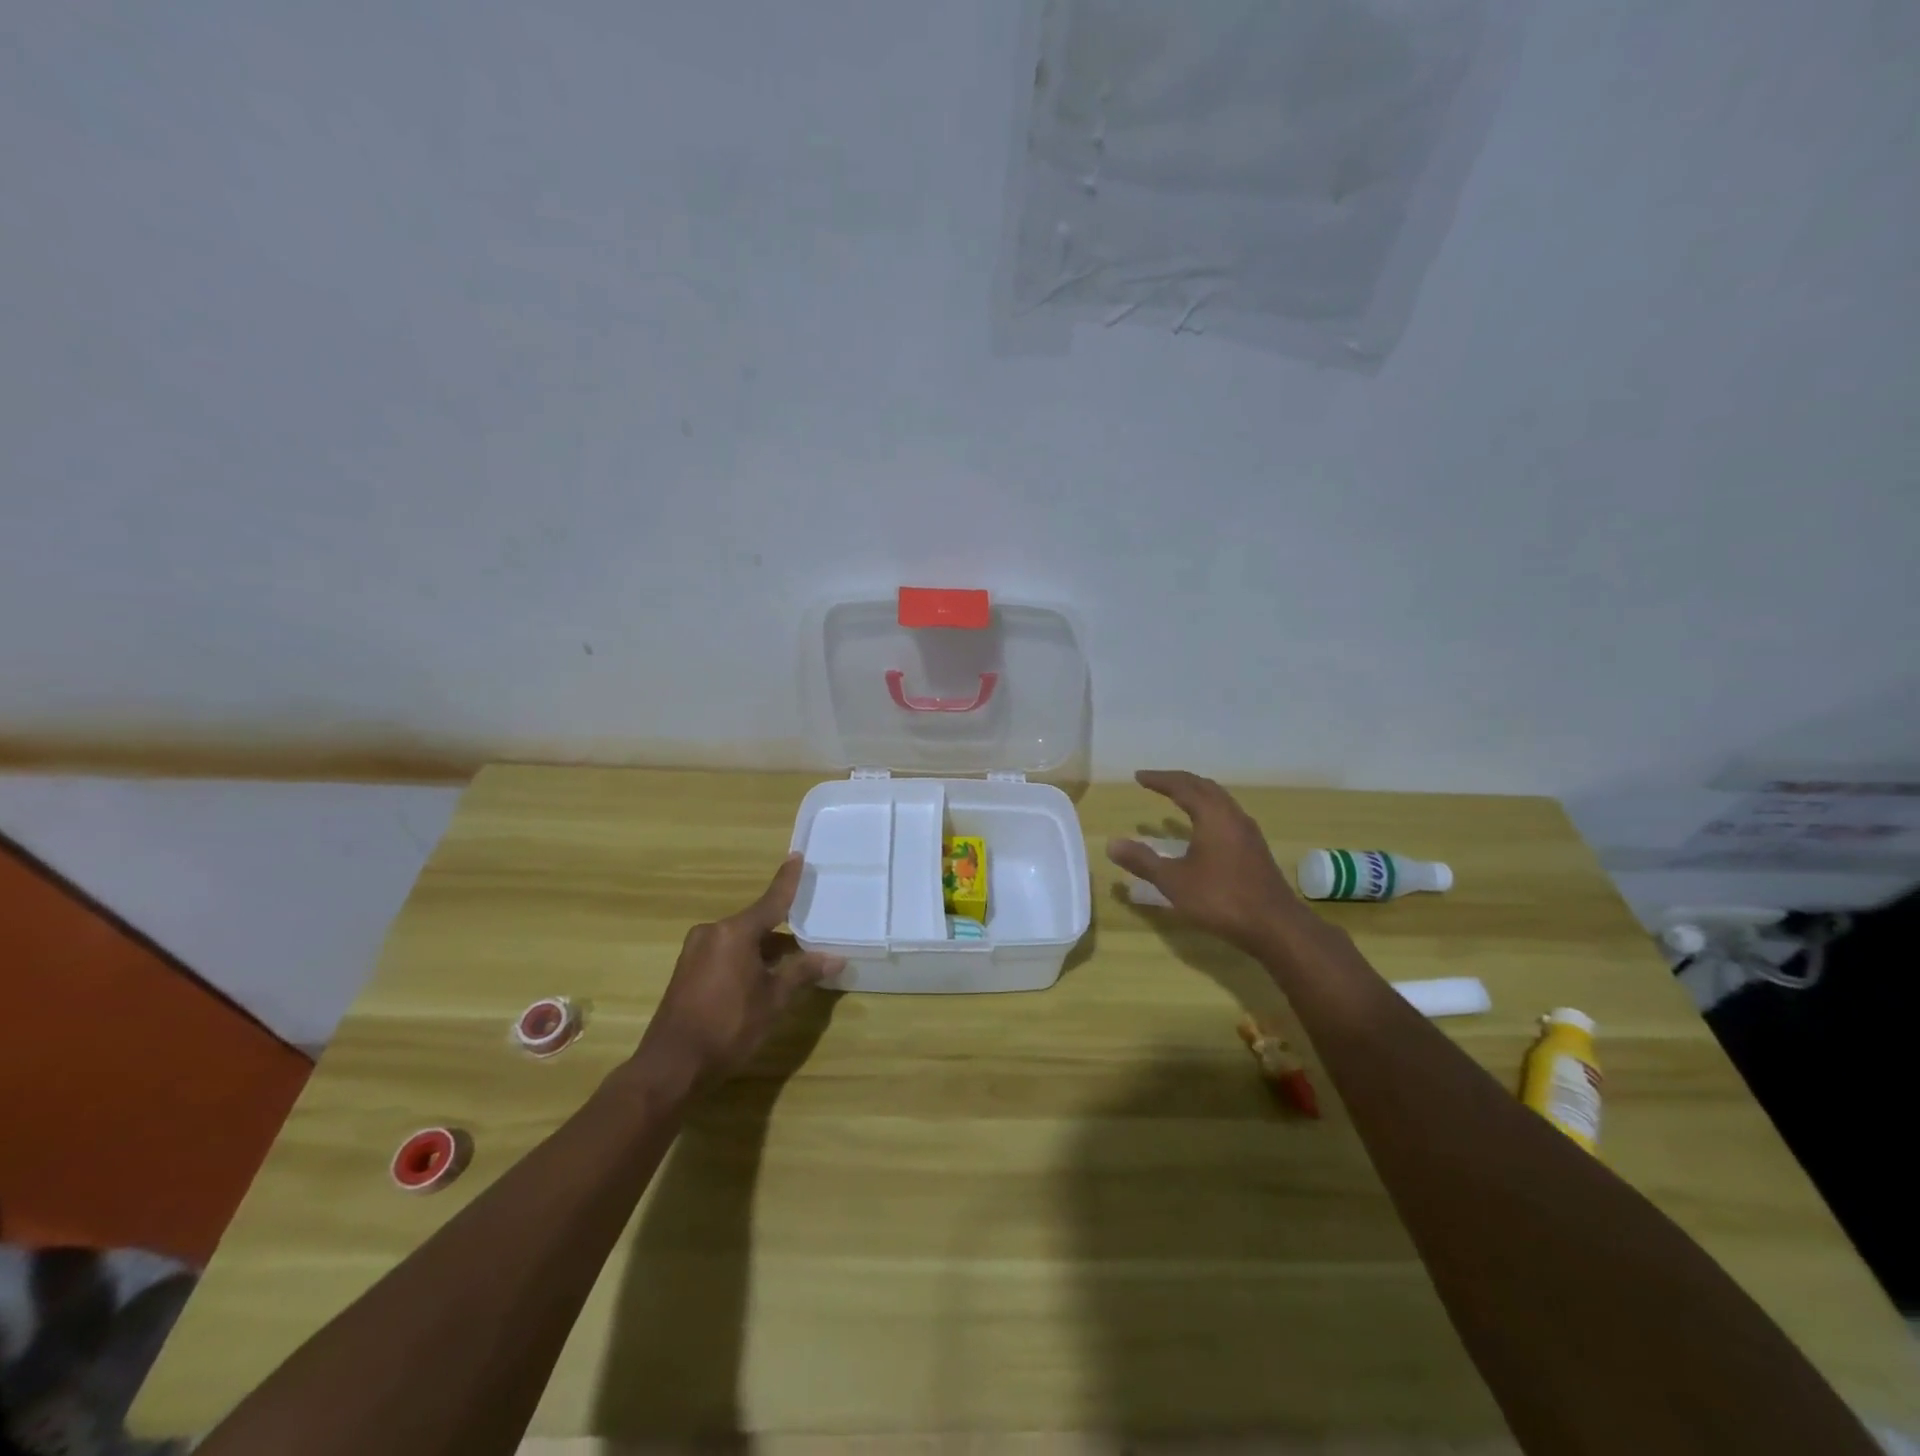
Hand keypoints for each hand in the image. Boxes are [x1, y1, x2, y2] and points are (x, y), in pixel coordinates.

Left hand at [634, 854, 844, 1087]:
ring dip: (765, 951)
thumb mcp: (773, 1000)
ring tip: (792, 966)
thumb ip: (802, 973)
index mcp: (735, 932)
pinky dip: (746, 960)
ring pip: (741, 941)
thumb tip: (835, 958)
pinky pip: (725, 954)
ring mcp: (696, 951)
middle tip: (811, 936)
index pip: (771, 900)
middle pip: (756, 924)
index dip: (787, 880)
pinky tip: (762, 979)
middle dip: (783, 933)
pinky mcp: (687, 971)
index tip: (797, 856)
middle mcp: (713, 932)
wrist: (671, 1066)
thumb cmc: (728, 1027)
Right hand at [1107, 770, 1308, 953]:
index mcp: (1213, 816)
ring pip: (1220, 801)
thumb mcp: (1174, 881)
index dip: (1159, 780)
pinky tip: (1203, 829)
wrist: (1275, 926)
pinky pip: (1227, 816)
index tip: (1139, 777)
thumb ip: (1143, 861)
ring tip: (1177, 798)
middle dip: (1179, 781)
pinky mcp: (1255, 849)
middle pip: (1204, 787)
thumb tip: (1112, 844)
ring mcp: (1248, 833)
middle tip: (1156, 782)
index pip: (1183, 787)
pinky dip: (1208, 810)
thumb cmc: (1221, 899)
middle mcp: (1233, 816)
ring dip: (1197, 794)